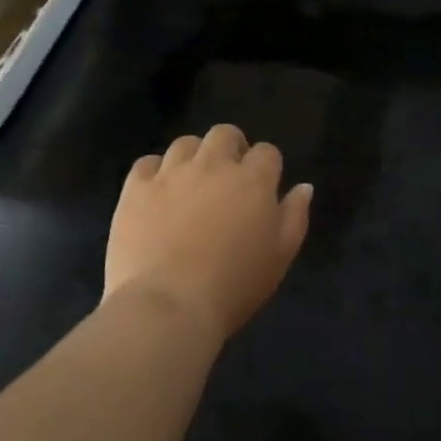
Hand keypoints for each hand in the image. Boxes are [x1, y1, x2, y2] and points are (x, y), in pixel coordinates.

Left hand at [105, 125, 312, 344]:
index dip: (266, 167)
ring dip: (193, 157)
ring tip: (190, 183)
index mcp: (252, 180)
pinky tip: (156, 193)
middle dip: (230, 147)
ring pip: (185, 144)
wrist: (168, 306)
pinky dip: (154, 172)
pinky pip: (146, 163)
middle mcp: (213, 165)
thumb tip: (304, 186)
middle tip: (227, 178)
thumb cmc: (234, 286)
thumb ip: (295, 215)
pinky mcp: (136, 188)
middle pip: (225, 134)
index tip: (262, 188)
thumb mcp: (281, 256)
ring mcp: (171, 173)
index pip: (267, 152)